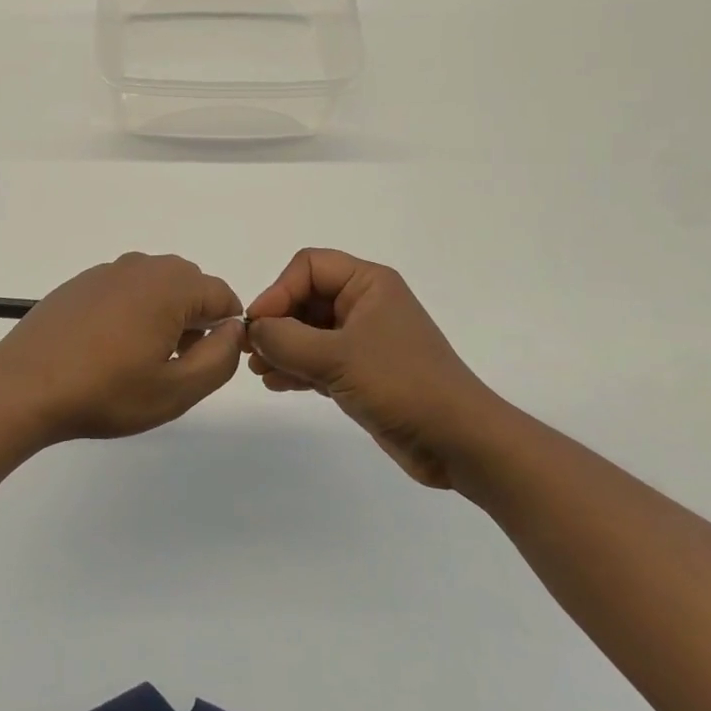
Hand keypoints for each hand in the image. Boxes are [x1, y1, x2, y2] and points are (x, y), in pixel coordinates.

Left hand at [0, 253, 245, 444]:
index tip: (206, 364)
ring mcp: (107, 271)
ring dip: (163, 314)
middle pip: (189, 285)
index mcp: (170, 286)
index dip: (226, 330)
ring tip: (141, 359)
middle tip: (174, 364)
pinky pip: (124, 289)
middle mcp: (141, 266)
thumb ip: (220, 357)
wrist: (24, 385)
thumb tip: (233, 329)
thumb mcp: (176, 390)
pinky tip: (109, 348)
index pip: (222, 295)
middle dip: (194, 319)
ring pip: (155, 285)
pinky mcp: (81, 283)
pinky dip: (131, 310)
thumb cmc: (105, 391)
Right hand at [247, 249, 502, 491]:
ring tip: (258, 370)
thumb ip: (286, 340)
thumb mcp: (337, 358)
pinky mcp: (363, 371)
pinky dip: (297, 367)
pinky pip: (319, 358)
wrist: (460, 442)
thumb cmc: (402, 384)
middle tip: (250, 350)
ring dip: (282, 347)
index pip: (309, 267)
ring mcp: (364, 338)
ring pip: (309, 330)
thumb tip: (253, 330)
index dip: (279, 290)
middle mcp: (365, 303)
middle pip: (306, 297)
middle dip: (277, 321)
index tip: (258, 325)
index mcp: (368, 283)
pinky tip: (275, 383)